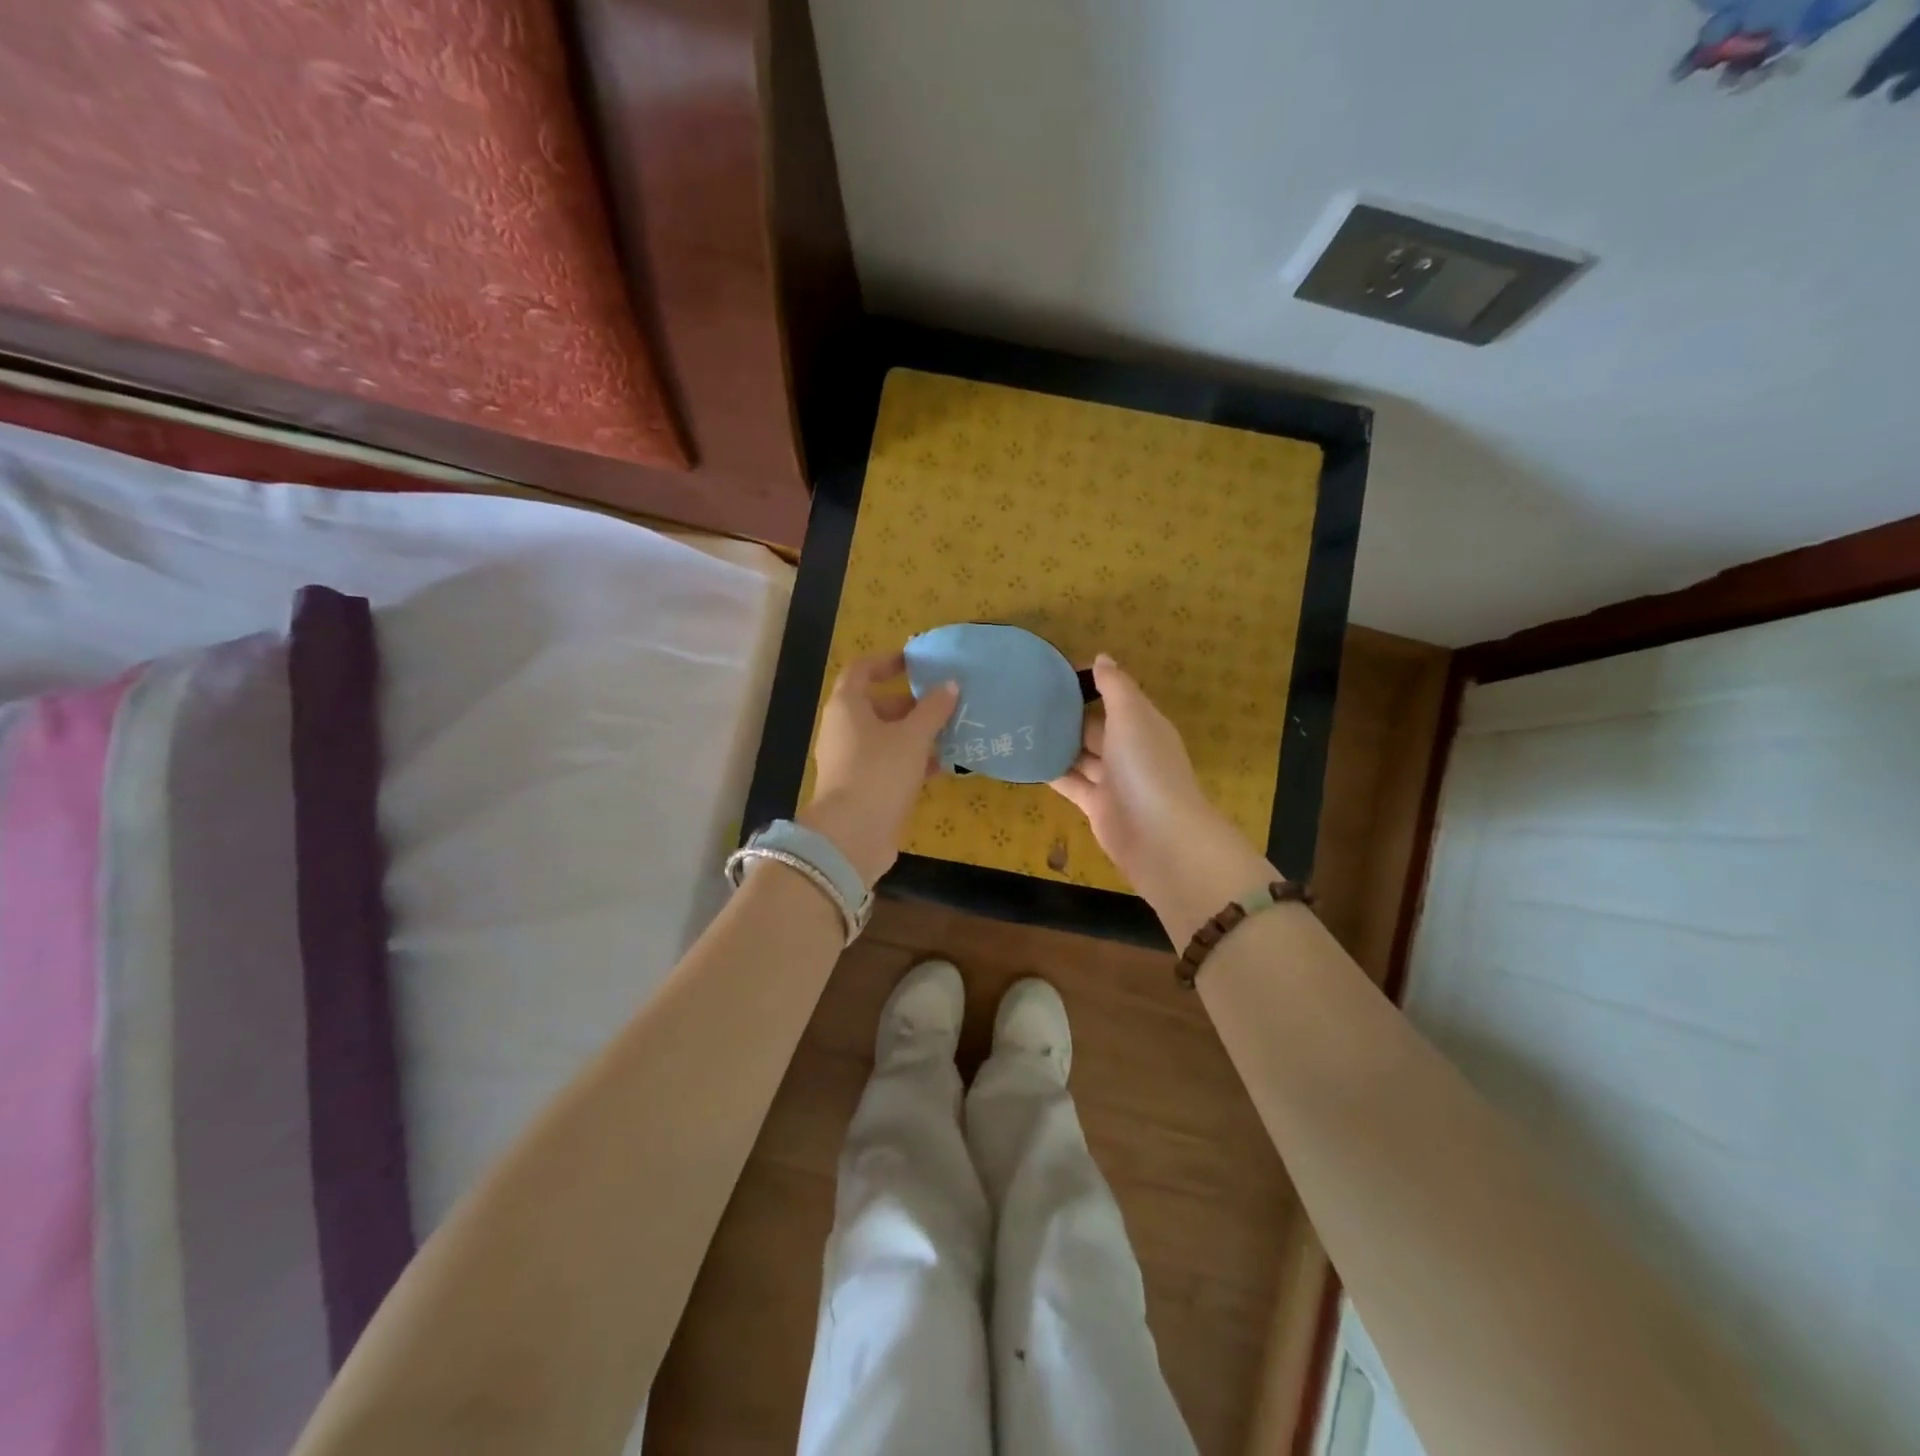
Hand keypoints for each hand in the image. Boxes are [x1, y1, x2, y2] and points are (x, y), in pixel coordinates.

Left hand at [801, 652, 957, 886]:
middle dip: (910, 703)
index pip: (861, 670)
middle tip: (943, 703)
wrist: (852, 835)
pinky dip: (911, 761)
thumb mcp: (913, 737)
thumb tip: (950, 685)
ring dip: (915, 734)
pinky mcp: (861, 788)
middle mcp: (843, 730)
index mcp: (846, 707)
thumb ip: (933, 709)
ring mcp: (850, 761)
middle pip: (876, 706)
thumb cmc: (879, 772)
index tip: (915, 663)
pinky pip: (888, 764)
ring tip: (950, 733)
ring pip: (885, 738)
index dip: (887, 662)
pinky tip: (941, 767)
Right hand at [1049, 654, 1274, 943]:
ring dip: (1055, 744)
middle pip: (1094, 727)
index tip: (1052, 674)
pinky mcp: (1096, 805)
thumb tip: (1102, 657)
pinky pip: (1070, 783)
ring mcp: (1112, 780)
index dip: (1089, 685)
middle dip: (1066, 715)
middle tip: (1025, 699)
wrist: (1157, 836)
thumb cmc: (1145, 767)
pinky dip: (1051, 772)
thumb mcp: (1131, 716)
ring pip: (1080, 756)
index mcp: (1143, 725)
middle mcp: (1129, 750)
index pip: (1115, 698)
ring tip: (1018, 725)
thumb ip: (1115, 686)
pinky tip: (1025, 759)